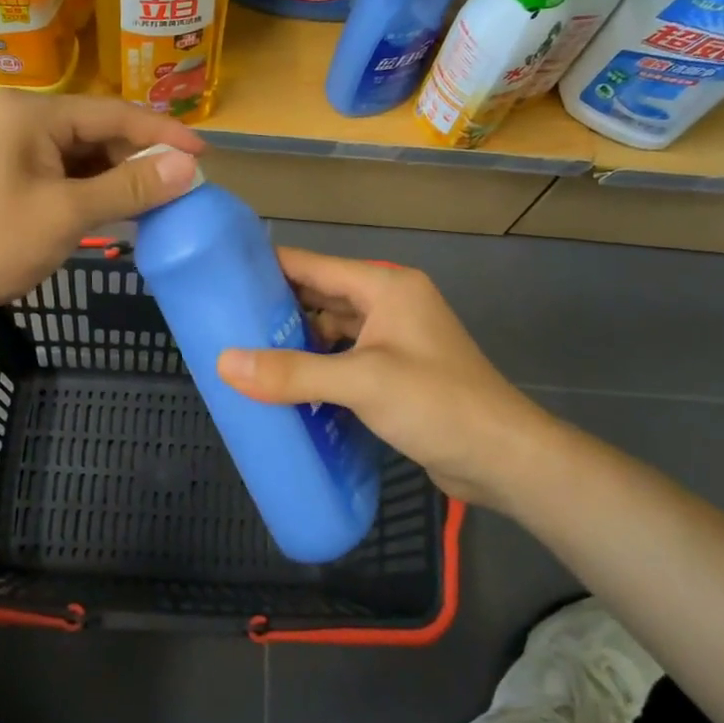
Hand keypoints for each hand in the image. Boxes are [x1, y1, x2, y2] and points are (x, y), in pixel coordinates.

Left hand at [0, 92, 205, 338]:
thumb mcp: (67, 214)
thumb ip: (129, 187)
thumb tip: (188, 167)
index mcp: (32, 115)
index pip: (114, 114)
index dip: (163, 134)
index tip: (206, 155)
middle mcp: (23, 121)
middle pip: (99, 133)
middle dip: (141, 161)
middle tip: (184, 189)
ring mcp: (13, 152)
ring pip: (84, 158)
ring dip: (119, 180)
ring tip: (159, 205)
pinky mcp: (10, 180)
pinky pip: (65, 178)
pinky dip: (94, 195)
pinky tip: (120, 214)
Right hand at [216, 249, 559, 511]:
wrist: (503, 458)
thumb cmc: (437, 404)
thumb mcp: (362, 383)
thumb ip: (294, 372)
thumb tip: (225, 363)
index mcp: (385, 287)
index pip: (313, 264)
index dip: (267, 267)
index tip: (220, 277)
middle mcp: (389, 305)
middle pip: (319, 296)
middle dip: (275, 308)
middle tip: (223, 322)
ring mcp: (393, 340)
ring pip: (330, 330)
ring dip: (294, 341)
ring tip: (244, 353)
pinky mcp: (393, 373)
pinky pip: (342, 360)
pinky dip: (315, 368)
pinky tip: (283, 385)